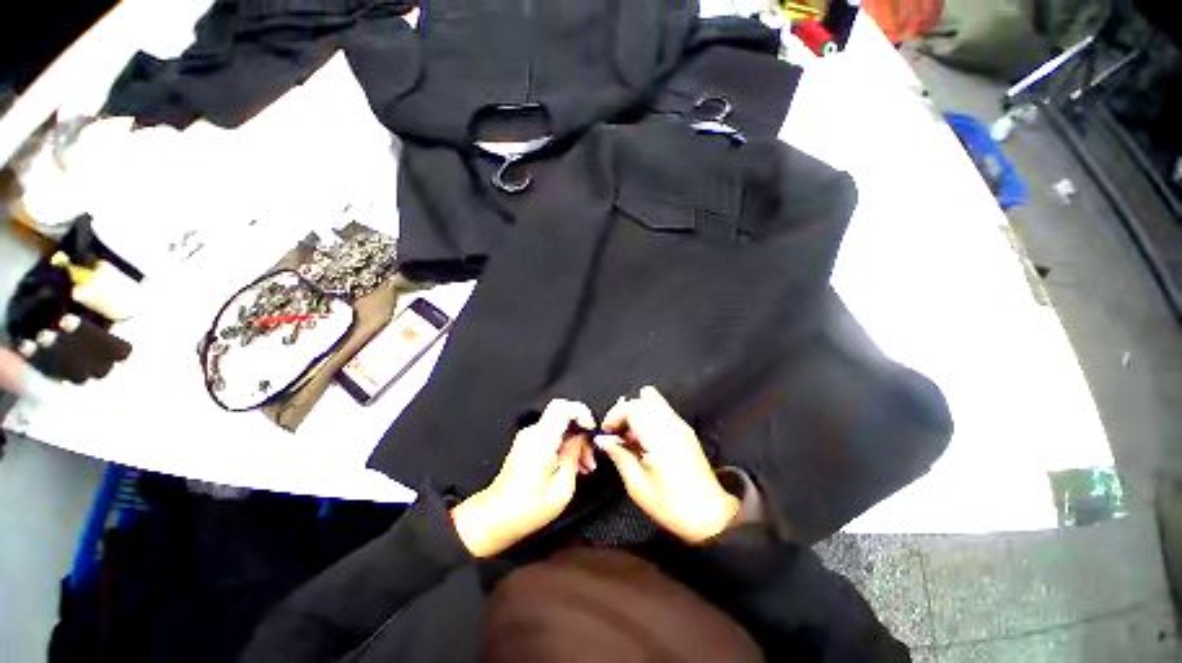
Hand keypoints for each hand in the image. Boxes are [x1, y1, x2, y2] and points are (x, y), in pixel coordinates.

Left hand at [451, 399, 596, 557]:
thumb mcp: (562, 487)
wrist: (495, 519)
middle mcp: (533, 433)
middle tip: (589, 459)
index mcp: (542, 439)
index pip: (564, 406)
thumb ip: (574, 456)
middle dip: (581, 434)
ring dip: (574, 442)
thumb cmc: (526, 509)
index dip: (582, 413)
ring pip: (559, 427)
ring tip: (583, 467)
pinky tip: (570, 467)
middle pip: (564, 417)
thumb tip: (581, 439)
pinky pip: (551, 435)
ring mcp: (527, 438)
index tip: (591, 430)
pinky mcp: (526, 445)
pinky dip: (564, 446)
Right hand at [596, 386, 738, 543]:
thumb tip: (603, 440)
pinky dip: (649, 418)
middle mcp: (672, 425)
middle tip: (617, 431)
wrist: (710, 517)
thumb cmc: (671, 505)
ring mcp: (681, 426)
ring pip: (655, 401)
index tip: (606, 431)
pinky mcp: (686, 432)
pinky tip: (644, 440)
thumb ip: (619, 455)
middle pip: (645, 398)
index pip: (633, 406)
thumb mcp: (637, 485)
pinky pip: (663, 412)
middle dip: (626, 410)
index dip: (615, 414)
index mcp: (658, 436)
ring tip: (630, 436)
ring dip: (638, 412)